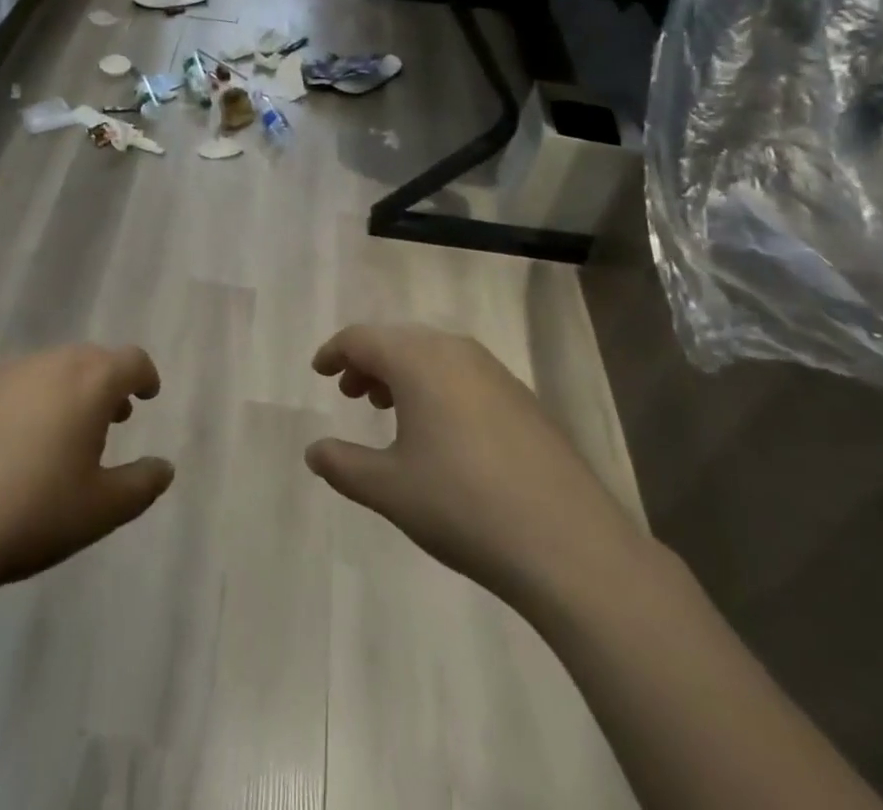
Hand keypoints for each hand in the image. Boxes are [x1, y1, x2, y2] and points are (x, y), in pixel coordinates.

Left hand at [0, 345, 173, 594]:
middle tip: (116, 417)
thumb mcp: (102, 508)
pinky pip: (22, 384)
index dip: (145, 375)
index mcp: (91, 380)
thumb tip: (165, 468)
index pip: (131, 360)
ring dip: (73, 389)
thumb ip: (142, 484)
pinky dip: (39, 399)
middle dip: (109, 383)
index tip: (149, 394)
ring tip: (72, 431)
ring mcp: (9, 374)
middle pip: (92, 359)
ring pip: (55, 368)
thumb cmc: (35, 510)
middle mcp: (52, 363)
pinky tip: (26, 442)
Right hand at [305, 325, 649, 611]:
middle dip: (368, 362)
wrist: (569, 544)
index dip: (335, 352)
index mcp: (417, 360)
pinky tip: (440, 430)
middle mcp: (455, 351)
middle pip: (398, 341)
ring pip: (433, 355)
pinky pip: (463, 374)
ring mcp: (494, 372)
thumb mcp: (389, 490)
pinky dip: (437, 386)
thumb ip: (343, 465)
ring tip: (388, 410)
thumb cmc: (463, 506)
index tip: (318, 371)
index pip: (362, 338)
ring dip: (403, 374)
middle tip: (350, 393)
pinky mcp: (522, 398)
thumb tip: (313, 452)